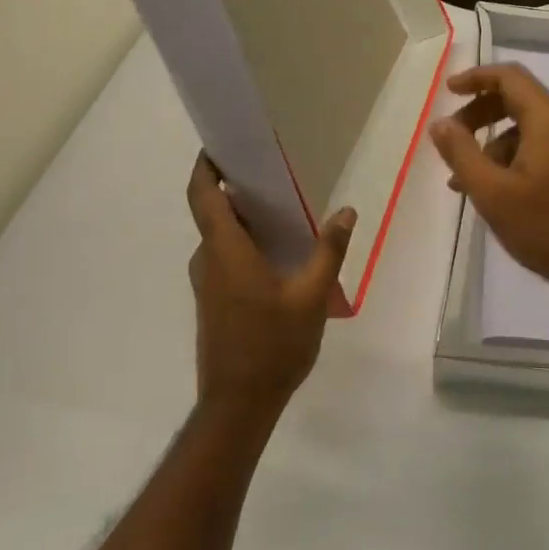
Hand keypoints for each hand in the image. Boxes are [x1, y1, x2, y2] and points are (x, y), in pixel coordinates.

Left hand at [186, 154, 354, 418]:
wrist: (238, 404)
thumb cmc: (273, 345)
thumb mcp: (311, 296)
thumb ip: (329, 250)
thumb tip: (346, 210)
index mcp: (226, 251)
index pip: (202, 195)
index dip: (204, 166)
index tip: (220, 145)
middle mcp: (209, 260)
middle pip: (212, 212)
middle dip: (235, 188)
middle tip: (272, 174)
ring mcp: (206, 283)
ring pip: (220, 237)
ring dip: (243, 218)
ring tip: (283, 210)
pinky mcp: (212, 300)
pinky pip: (224, 257)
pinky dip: (243, 242)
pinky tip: (277, 252)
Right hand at [428, 64, 548, 301]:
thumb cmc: (546, 228)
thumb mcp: (492, 192)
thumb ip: (461, 152)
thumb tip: (440, 123)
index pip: (509, 77)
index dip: (475, 78)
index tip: (448, 91)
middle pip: (518, 99)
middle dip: (479, 114)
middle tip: (451, 139)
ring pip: (528, 126)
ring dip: (493, 143)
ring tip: (466, 180)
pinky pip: (542, 144)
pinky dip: (514, 156)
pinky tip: (495, 189)